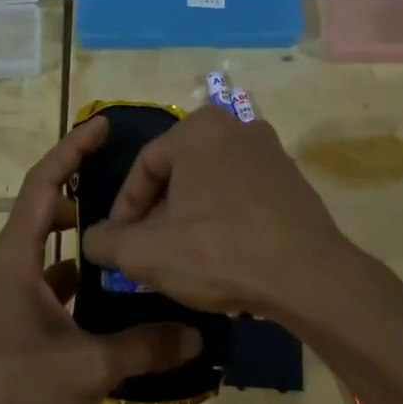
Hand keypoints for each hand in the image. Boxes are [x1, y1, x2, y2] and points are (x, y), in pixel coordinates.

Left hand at [0, 116, 199, 403]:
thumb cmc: (15, 389)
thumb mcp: (87, 364)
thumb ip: (145, 345)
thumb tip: (198, 334)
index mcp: (15, 258)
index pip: (43, 183)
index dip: (72, 149)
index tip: (103, 126)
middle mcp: (11, 268)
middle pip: (47, 211)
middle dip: (85, 193)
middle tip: (132, 188)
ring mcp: (14, 299)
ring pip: (55, 254)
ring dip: (88, 244)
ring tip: (137, 238)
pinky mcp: (22, 327)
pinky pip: (58, 290)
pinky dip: (86, 287)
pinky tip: (123, 300)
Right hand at [80, 104, 353, 316]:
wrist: (309, 277)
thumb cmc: (218, 252)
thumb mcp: (146, 253)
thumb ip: (106, 242)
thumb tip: (93, 240)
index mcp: (198, 128)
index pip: (143, 168)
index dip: (123, 211)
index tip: (119, 246)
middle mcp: (237, 127)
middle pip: (177, 174)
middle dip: (157, 214)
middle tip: (148, 251)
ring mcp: (271, 152)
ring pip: (209, 185)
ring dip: (188, 218)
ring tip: (181, 257)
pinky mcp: (293, 180)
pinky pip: (241, 195)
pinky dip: (222, 219)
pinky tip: (221, 255)